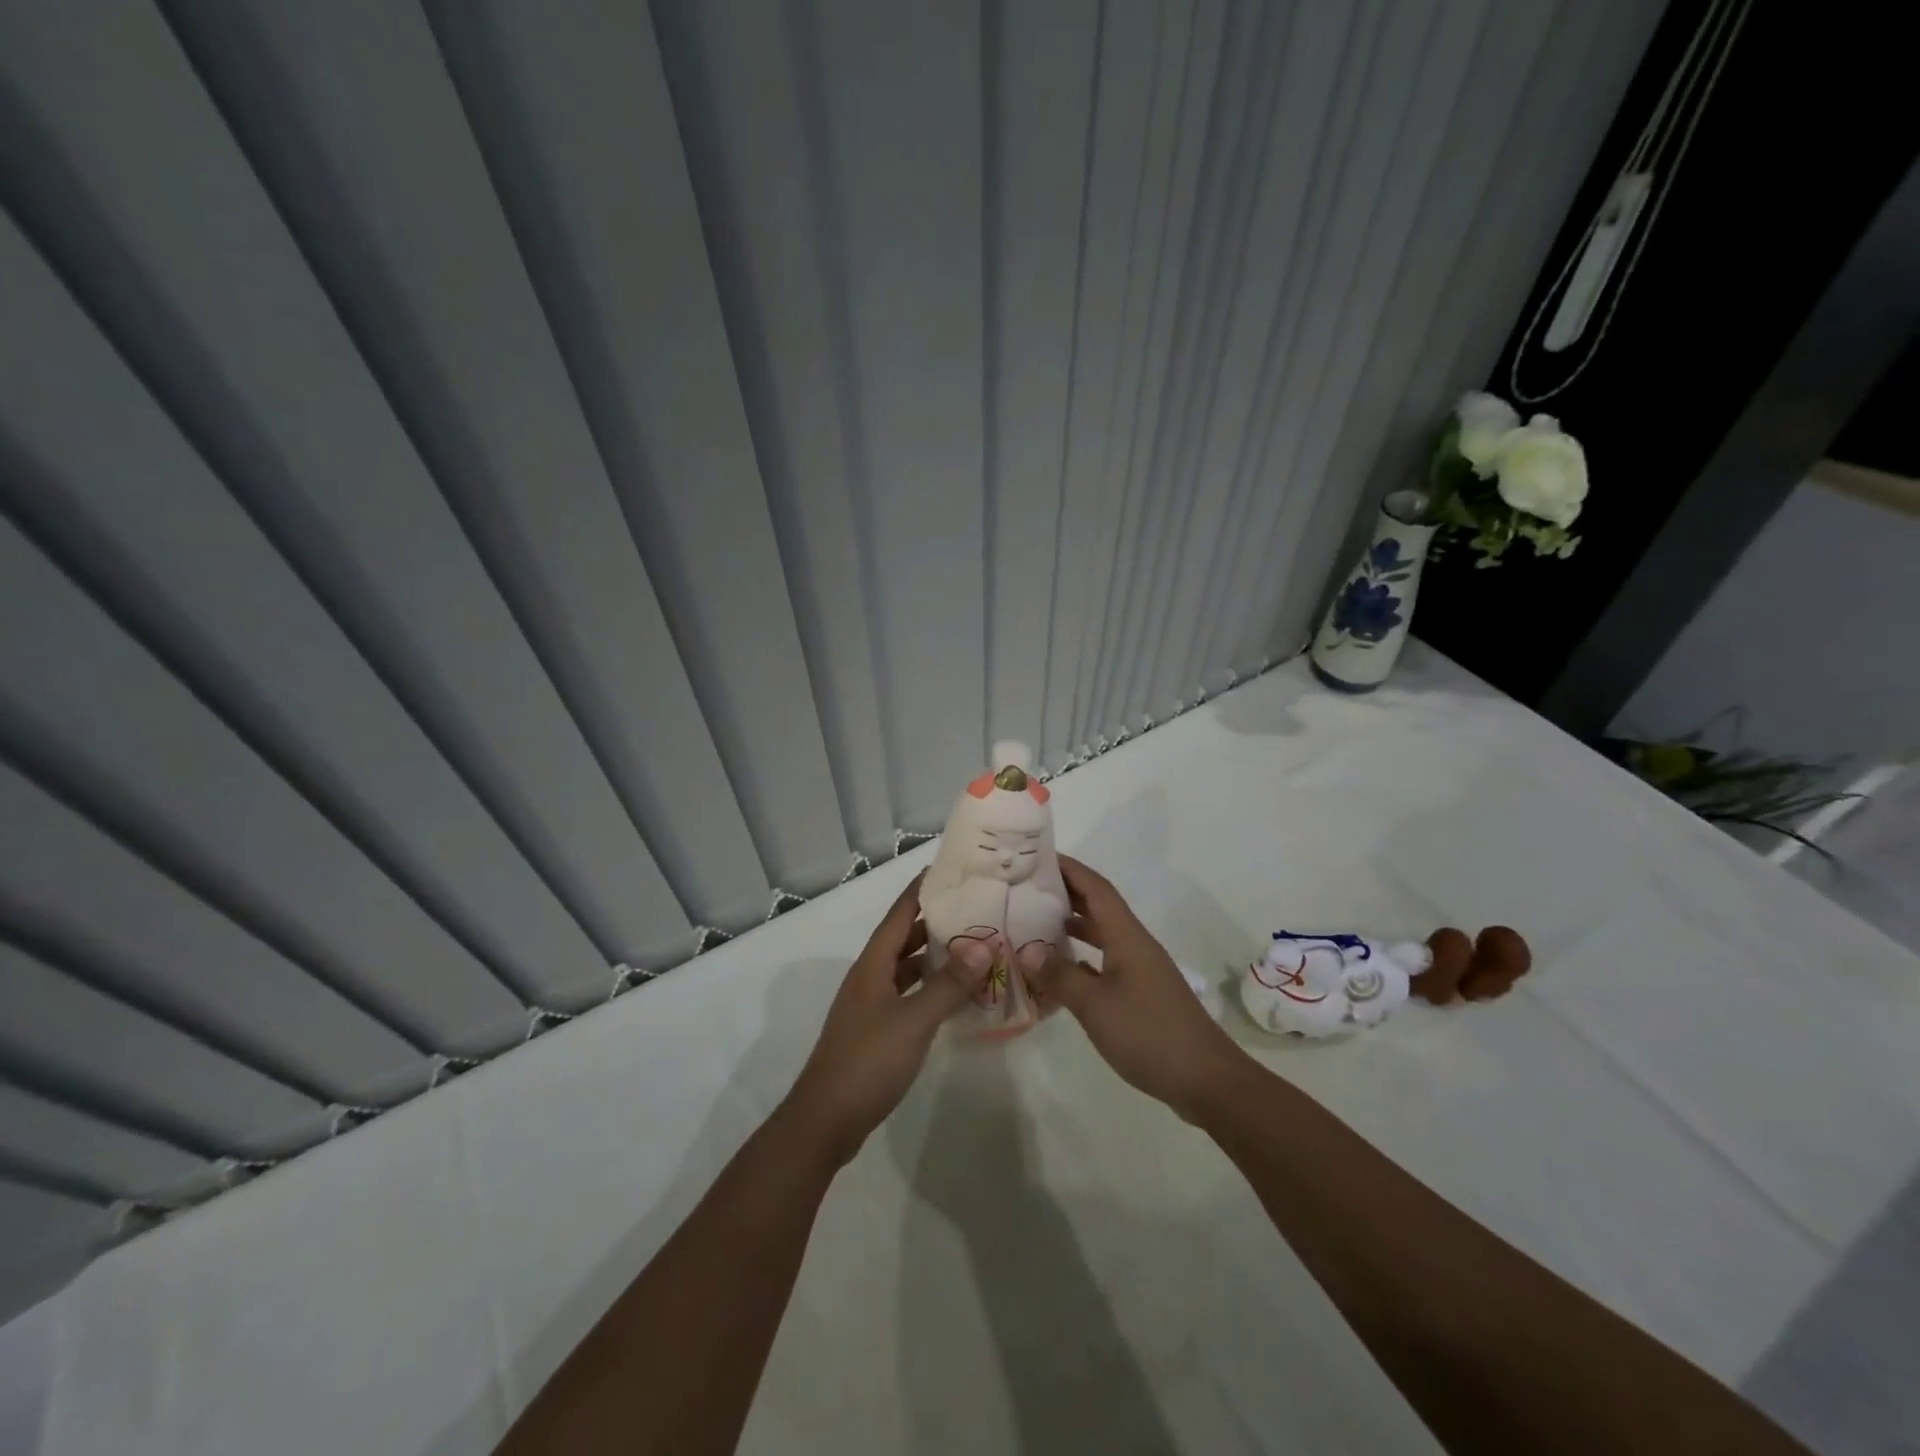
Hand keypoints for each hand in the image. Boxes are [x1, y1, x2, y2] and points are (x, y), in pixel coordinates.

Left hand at [782, 873, 990, 1165]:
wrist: (825, 1121)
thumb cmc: (868, 1061)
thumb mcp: (914, 1020)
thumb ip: (948, 984)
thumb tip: (983, 944)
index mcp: (873, 964)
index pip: (899, 914)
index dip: (921, 890)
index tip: (949, 869)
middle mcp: (870, 977)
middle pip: (903, 938)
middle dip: (935, 921)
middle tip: (974, 908)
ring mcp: (871, 1006)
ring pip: (906, 969)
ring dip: (934, 957)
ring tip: (973, 947)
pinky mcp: (877, 1031)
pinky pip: (909, 995)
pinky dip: (931, 988)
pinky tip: (955, 995)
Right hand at [1029, 856, 1251, 1121]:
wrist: (1206, 1079)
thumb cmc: (1149, 1034)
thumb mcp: (1095, 1006)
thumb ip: (1060, 976)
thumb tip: (1028, 950)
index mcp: (1127, 936)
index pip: (1096, 888)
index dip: (1069, 869)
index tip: (1037, 857)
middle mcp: (1135, 944)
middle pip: (1099, 906)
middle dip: (1066, 892)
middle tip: (1026, 888)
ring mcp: (1140, 969)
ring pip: (1102, 934)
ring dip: (1073, 924)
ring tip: (1036, 922)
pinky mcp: (1141, 993)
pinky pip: (1105, 960)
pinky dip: (1082, 956)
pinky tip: (1061, 969)